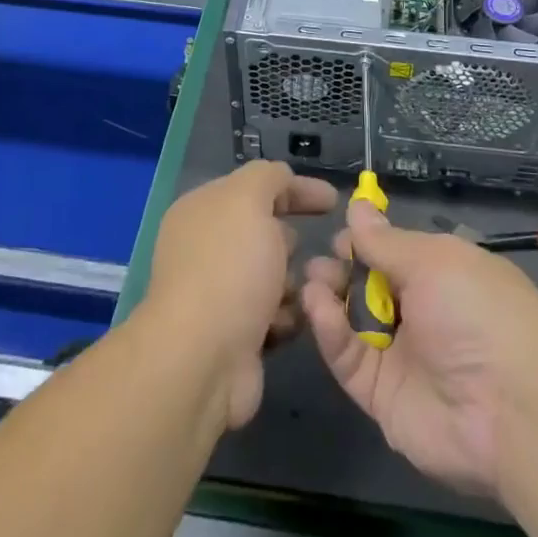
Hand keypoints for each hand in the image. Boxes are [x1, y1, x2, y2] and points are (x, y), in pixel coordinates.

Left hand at [142, 161, 337, 430]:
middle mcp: (207, 248)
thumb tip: (283, 180)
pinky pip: (275, 314)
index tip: (334, 202)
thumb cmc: (230, 268)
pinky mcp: (234, 334)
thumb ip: (268, 178)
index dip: (296, 189)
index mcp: (203, 210)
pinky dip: (288, 315)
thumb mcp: (249, 200)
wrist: (202, 359)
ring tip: (314, 290)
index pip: (255, 188)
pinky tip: (296, 320)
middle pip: (266, 233)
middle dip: (297, 241)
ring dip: (298, 282)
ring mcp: (219, 293)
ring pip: (275, 275)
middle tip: (325, 251)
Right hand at [302, 199, 537, 500]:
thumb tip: (357, 206)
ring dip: (330, 297)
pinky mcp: (382, 395)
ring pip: (354, 321)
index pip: (395, 252)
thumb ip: (386, 241)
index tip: (339, 234)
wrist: (512, 411)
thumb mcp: (434, 261)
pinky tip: (318, 307)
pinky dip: (331, 332)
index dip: (366, 241)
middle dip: (341, 269)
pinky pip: (349, 359)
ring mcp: (402, 355)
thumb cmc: (478, 312)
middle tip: (319, 262)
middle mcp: (422, 312)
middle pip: (369, 286)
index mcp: (444, 274)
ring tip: (312, 281)